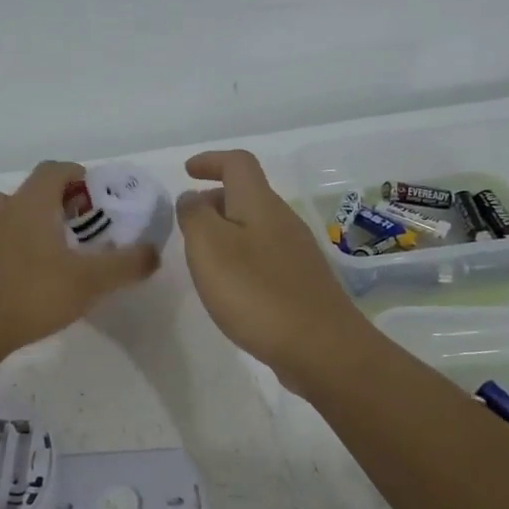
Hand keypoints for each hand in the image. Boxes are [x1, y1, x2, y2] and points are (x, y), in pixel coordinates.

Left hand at [0, 160, 159, 358]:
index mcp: (29, 203)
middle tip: (75, 231)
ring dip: (26, 226)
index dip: (76, 176)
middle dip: (53, 205)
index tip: (93, 196)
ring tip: (48, 256)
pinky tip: (20, 279)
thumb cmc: (31, 294)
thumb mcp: (90, 282)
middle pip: (28, 193)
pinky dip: (7, 250)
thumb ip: (126, 264)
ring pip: (5, 217)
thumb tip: (153, 252)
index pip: (54, 170)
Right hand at [176, 150, 374, 393]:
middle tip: (187, 222)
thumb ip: (194, 216)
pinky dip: (241, 256)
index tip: (187, 171)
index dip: (211, 160)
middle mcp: (283, 220)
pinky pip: (264, 254)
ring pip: (255, 226)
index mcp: (260, 204)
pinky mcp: (302, 281)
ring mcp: (297, 252)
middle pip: (247, 194)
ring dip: (226, 230)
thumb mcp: (208, 247)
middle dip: (214, 200)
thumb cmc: (256, 292)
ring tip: (203, 257)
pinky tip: (231, 286)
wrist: (321, 347)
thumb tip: (191, 198)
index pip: (238, 163)